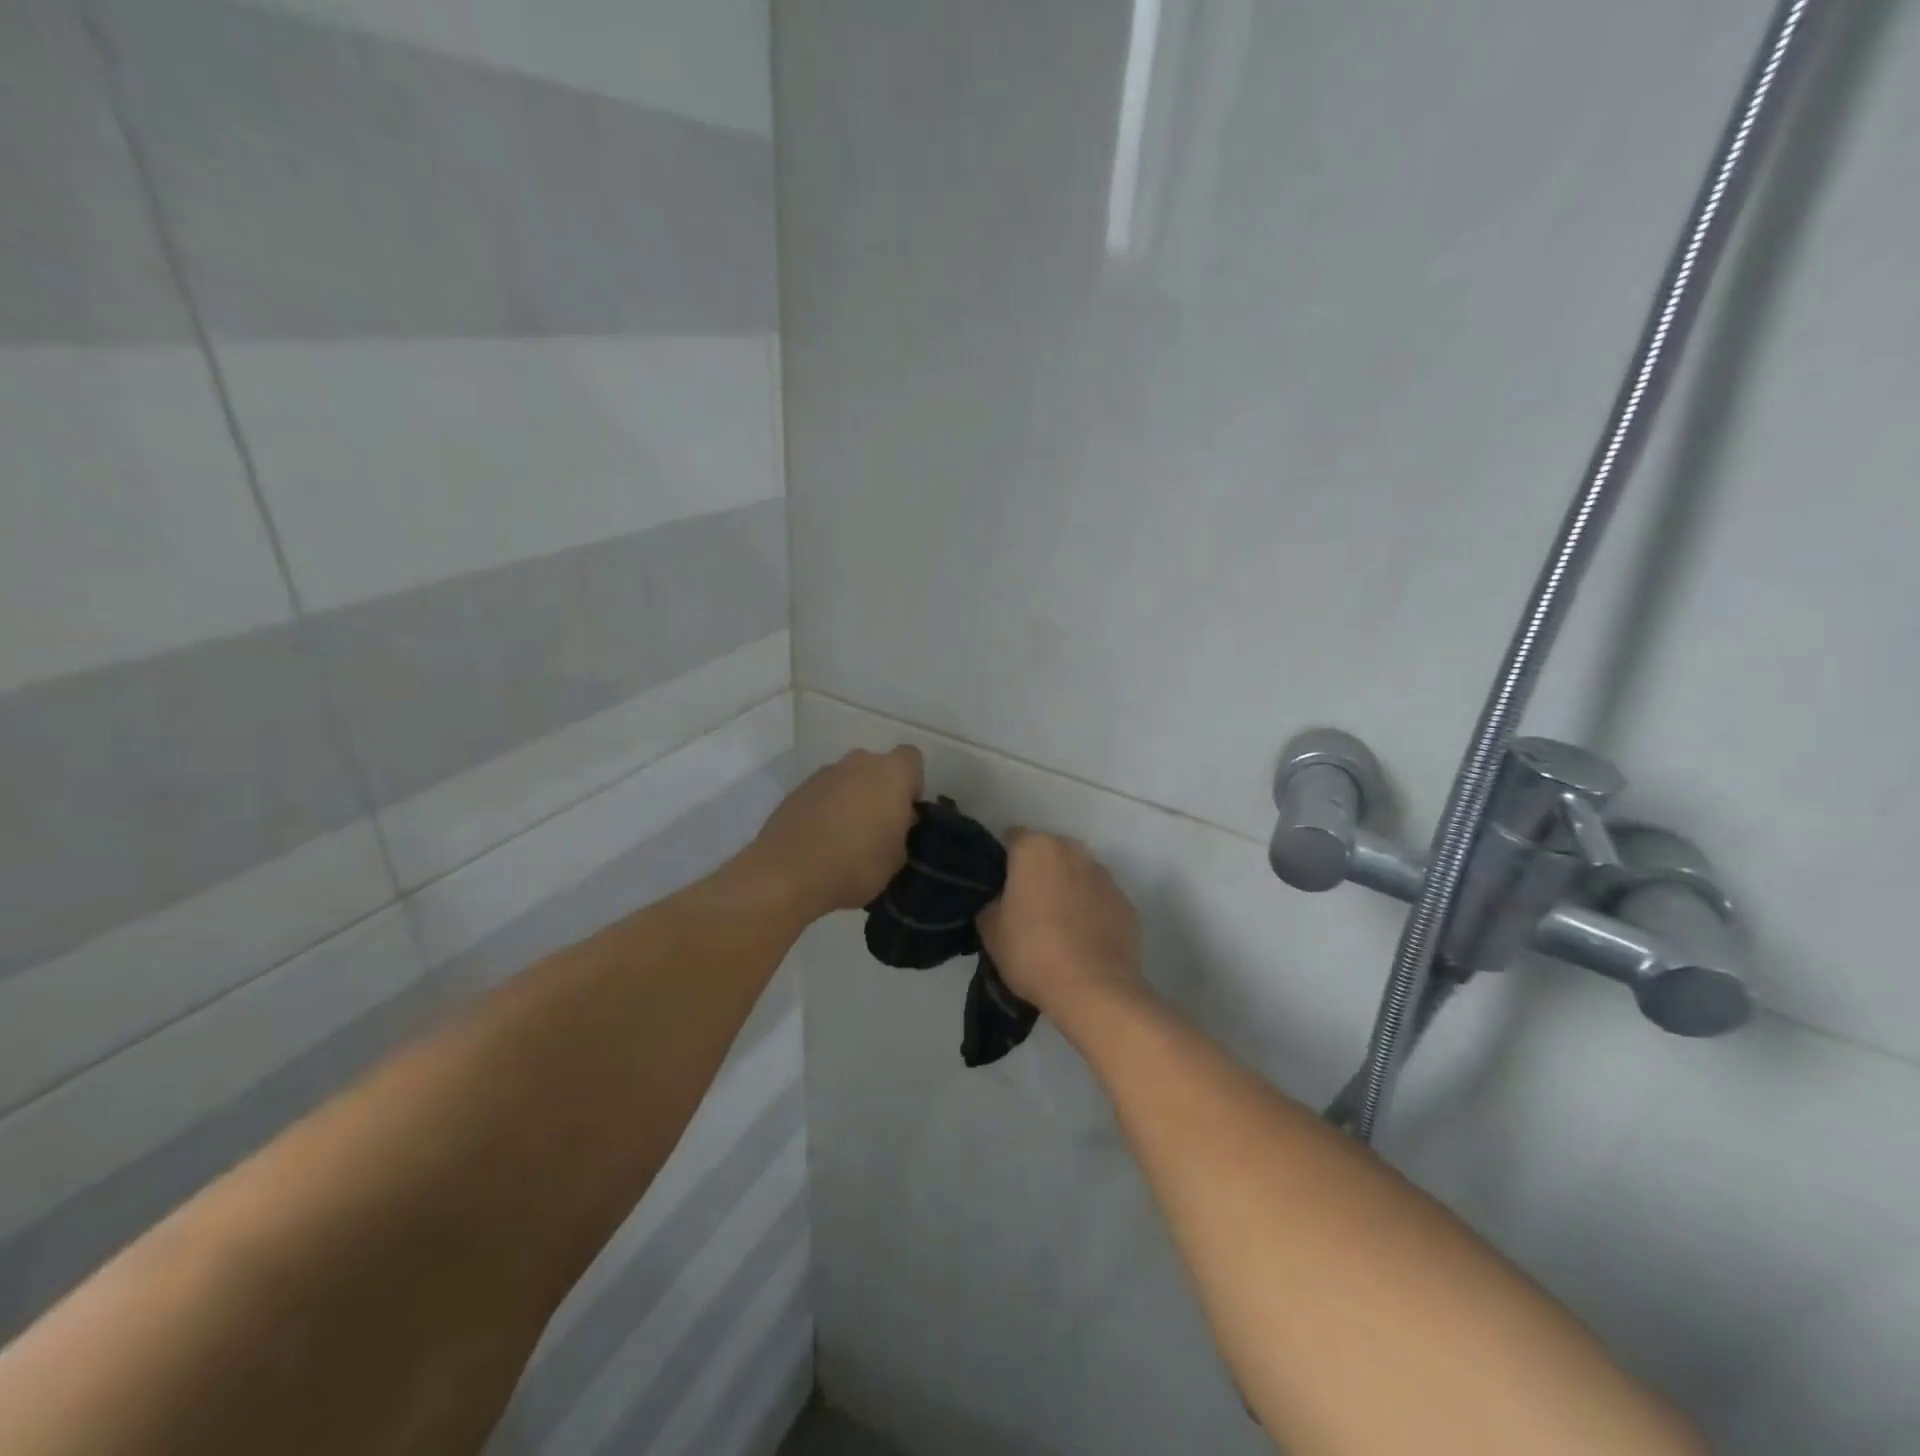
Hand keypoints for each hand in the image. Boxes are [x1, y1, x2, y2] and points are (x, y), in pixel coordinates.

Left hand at [749, 746, 923, 916]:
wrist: (787, 875)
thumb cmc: (856, 865)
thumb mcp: (896, 859)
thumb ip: (901, 831)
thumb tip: (894, 823)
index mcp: (890, 773)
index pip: (911, 759)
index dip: (911, 784)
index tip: (905, 812)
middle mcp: (857, 763)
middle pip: (876, 767)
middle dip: (878, 791)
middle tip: (877, 827)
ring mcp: (823, 774)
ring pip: (846, 780)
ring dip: (850, 800)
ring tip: (844, 838)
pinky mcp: (796, 790)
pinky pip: (821, 795)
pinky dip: (824, 810)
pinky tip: (820, 841)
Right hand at [978, 831, 1142, 1024]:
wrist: (1094, 990)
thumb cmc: (1032, 953)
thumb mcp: (990, 930)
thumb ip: (991, 901)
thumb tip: (1001, 898)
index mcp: (1036, 849)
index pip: (1012, 838)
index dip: (1004, 860)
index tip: (999, 886)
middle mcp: (1073, 851)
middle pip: (1048, 852)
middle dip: (1038, 871)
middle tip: (1027, 906)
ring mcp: (1104, 876)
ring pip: (1077, 873)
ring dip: (1067, 888)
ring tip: (1058, 926)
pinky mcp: (1126, 902)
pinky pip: (1099, 898)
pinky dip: (1091, 910)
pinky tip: (1083, 940)